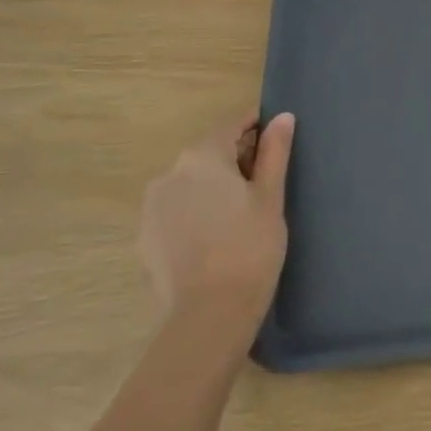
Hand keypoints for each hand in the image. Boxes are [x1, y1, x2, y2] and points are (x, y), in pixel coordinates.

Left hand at [139, 113, 293, 337]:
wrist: (210, 314)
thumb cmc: (250, 246)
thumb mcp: (271, 196)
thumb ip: (275, 152)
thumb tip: (283, 117)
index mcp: (202, 157)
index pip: (233, 125)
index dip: (257, 125)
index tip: (277, 135)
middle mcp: (170, 173)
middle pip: (210, 152)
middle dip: (237, 157)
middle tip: (268, 178)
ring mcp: (153, 206)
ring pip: (192, 181)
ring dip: (216, 184)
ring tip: (243, 208)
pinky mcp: (146, 236)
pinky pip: (178, 208)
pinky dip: (198, 209)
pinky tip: (218, 232)